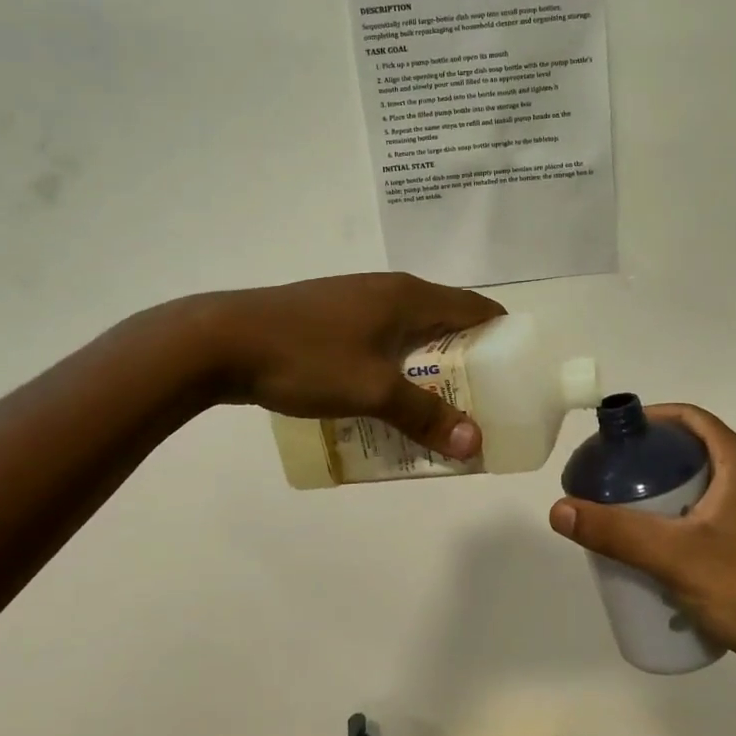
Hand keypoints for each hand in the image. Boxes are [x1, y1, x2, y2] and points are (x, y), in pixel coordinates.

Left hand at [194, 273, 503, 458]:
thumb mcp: (372, 390)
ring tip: (434, 411)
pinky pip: (380, 342)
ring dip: (427, 370)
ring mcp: (356, 302)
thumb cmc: (306, 358)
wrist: (220, 341)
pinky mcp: (330, 318)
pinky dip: (394, 369)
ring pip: (410, 335)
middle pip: (445, 324)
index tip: (515, 374)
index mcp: (410, 296)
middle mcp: (389, 290)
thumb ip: (425, 416)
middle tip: (477, 405)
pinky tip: (383, 401)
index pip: (476, 307)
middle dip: (466, 364)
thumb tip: (475, 444)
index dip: (502, 336)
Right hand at [548, 404, 735, 683]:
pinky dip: (683, 517)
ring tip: (626, 510)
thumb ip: (615, 531)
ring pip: (704, 485)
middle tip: (612, 476)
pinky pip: (713, 514)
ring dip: (666, 491)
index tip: (616, 436)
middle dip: (652, 459)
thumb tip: (559, 509)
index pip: (691, 418)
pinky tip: (659, 546)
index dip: (652, 419)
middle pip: (695, 450)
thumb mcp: (674, 555)